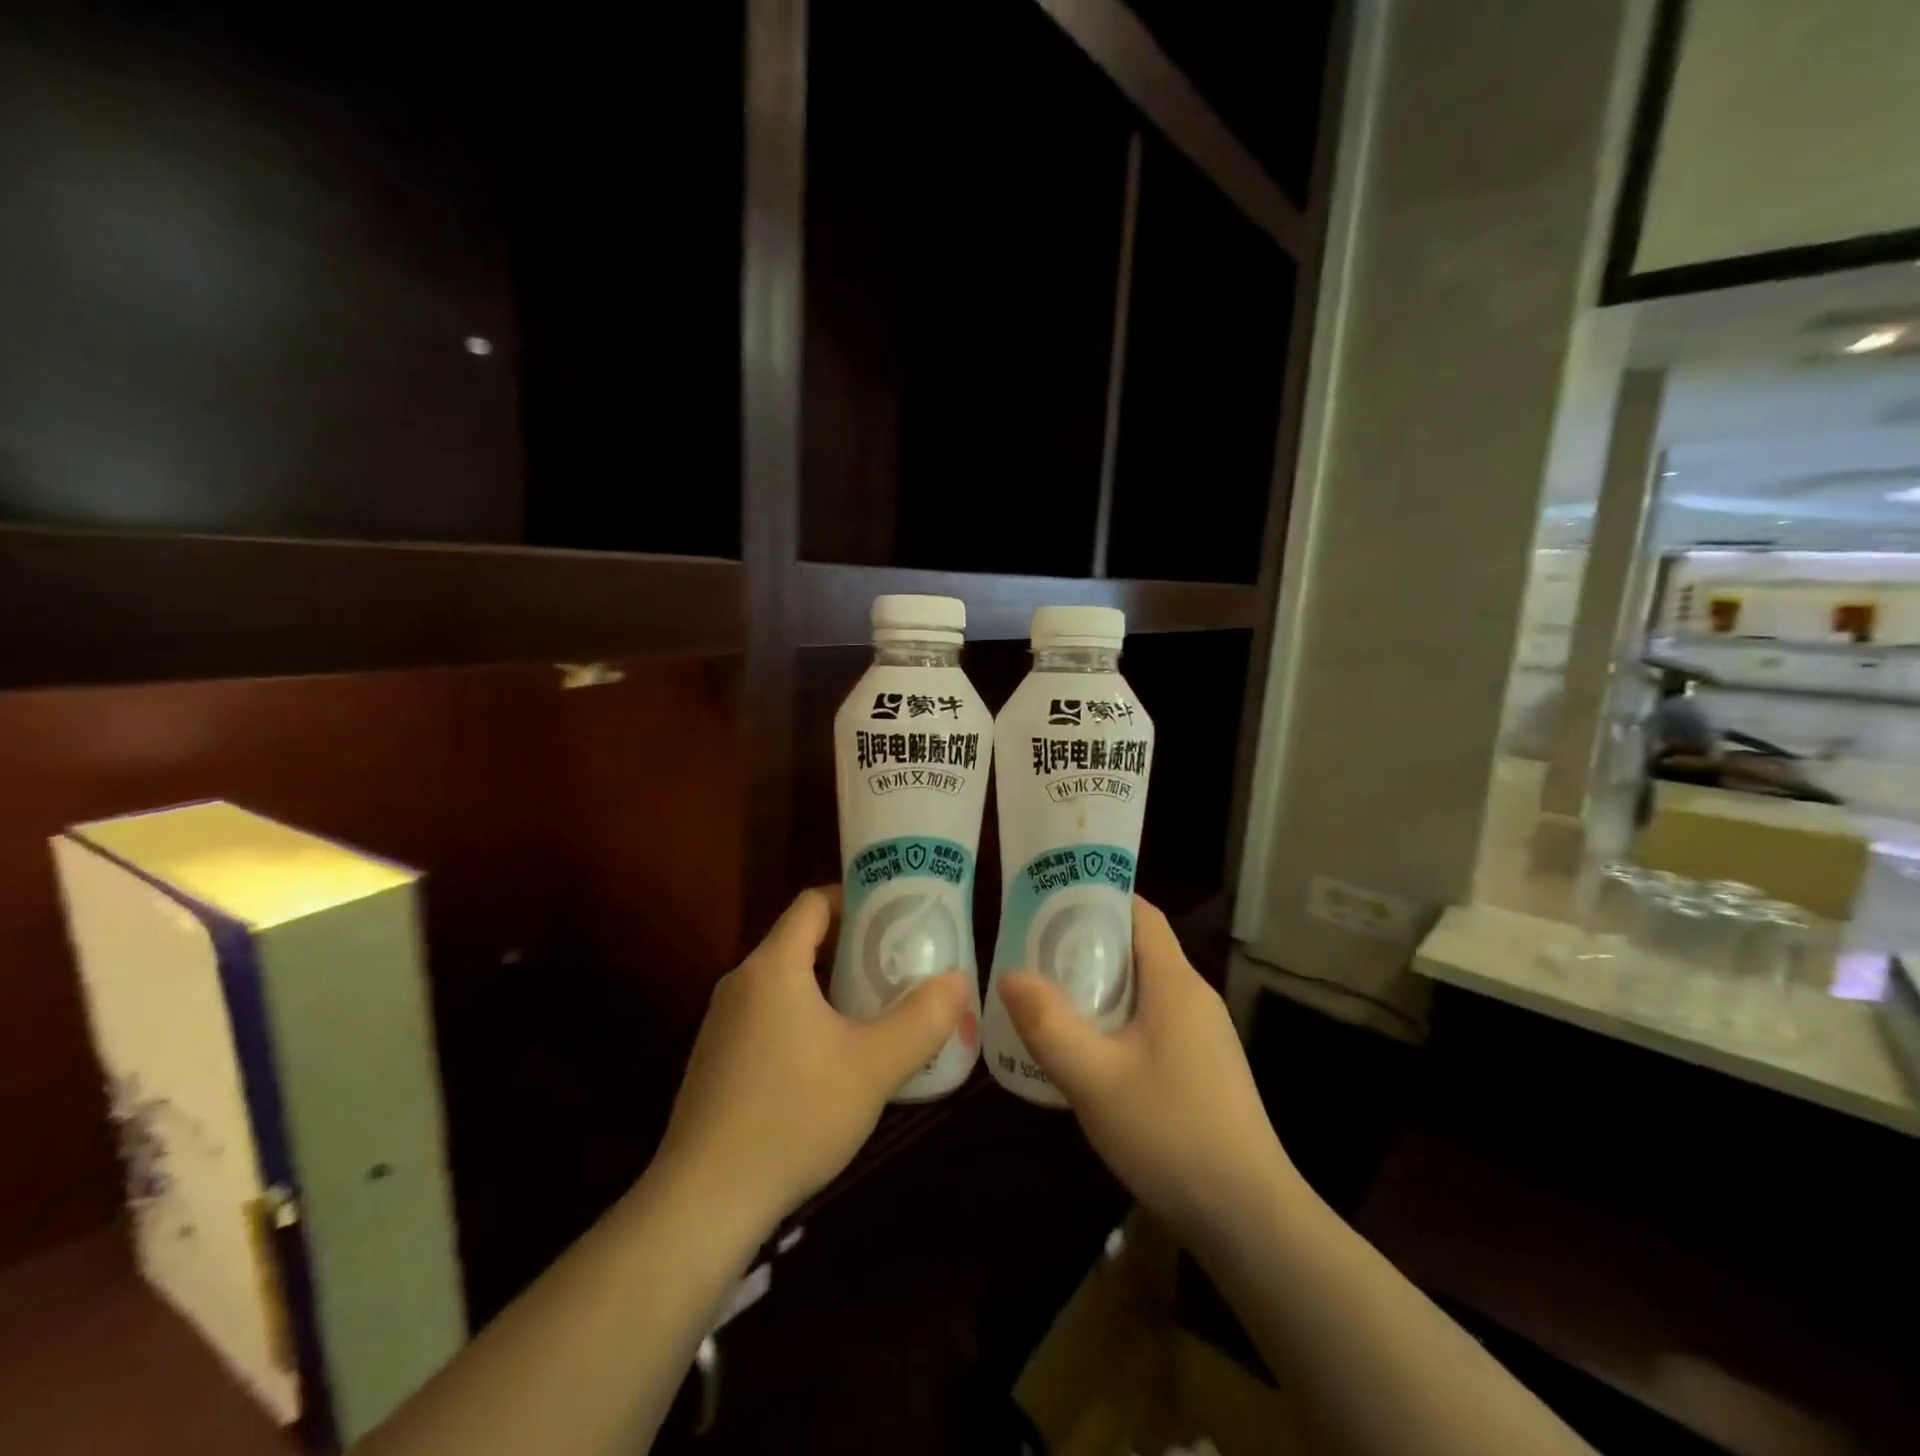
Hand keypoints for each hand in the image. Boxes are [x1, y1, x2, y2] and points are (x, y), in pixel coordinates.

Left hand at [654, 888, 970, 1229]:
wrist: (703, 1202)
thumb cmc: (794, 1116)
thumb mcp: (873, 1067)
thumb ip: (923, 1020)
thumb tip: (959, 980)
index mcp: (773, 967)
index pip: (813, 903)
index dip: (855, 898)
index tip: (894, 916)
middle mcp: (741, 982)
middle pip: (799, 940)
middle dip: (850, 946)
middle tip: (896, 965)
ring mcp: (721, 1024)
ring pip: (783, 982)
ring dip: (827, 985)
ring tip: (872, 1010)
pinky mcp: (715, 1061)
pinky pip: (766, 1016)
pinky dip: (801, 1017)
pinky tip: (829, 1061)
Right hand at [997, 897, 1294, 1249]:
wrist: (1249, 1219)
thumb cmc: (1170, 1133)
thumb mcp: (1094, 1079)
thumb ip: (1048, 1024)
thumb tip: (1010, 974)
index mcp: (1175, 982)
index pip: (1140, 913)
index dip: (1098, 897)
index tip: (1049, 901)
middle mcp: (1194, 997)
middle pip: (1139, 948)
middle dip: (1087, 943)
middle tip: (1035, 951)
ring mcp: (1204, 1034)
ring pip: (1145, 988)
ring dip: (1100, 985)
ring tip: (1051, 996)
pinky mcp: (1204, 1067)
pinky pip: (1154, 1021)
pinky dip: (1118, 1018)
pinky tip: (1089, 1051)